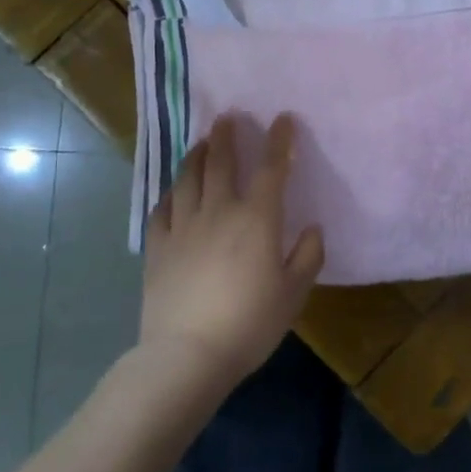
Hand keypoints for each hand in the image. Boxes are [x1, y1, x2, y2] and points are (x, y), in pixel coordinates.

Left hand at [139, 114, 324, 392]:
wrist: (187, 354)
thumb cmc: (249, 324)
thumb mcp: (293, 294)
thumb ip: (308, 256)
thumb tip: (312, 228)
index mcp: (256, 218)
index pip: (272, 168)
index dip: (279, 140)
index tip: (283, 119)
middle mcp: (219, 210)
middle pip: (222, 162)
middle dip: (227, 135)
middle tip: (228, 117)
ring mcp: (184, 226)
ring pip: (188, 178)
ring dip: (197, 155)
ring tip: (202, 142)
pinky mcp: (158, 246)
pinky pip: (162, 209)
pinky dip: (170, 194)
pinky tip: (173, 192)